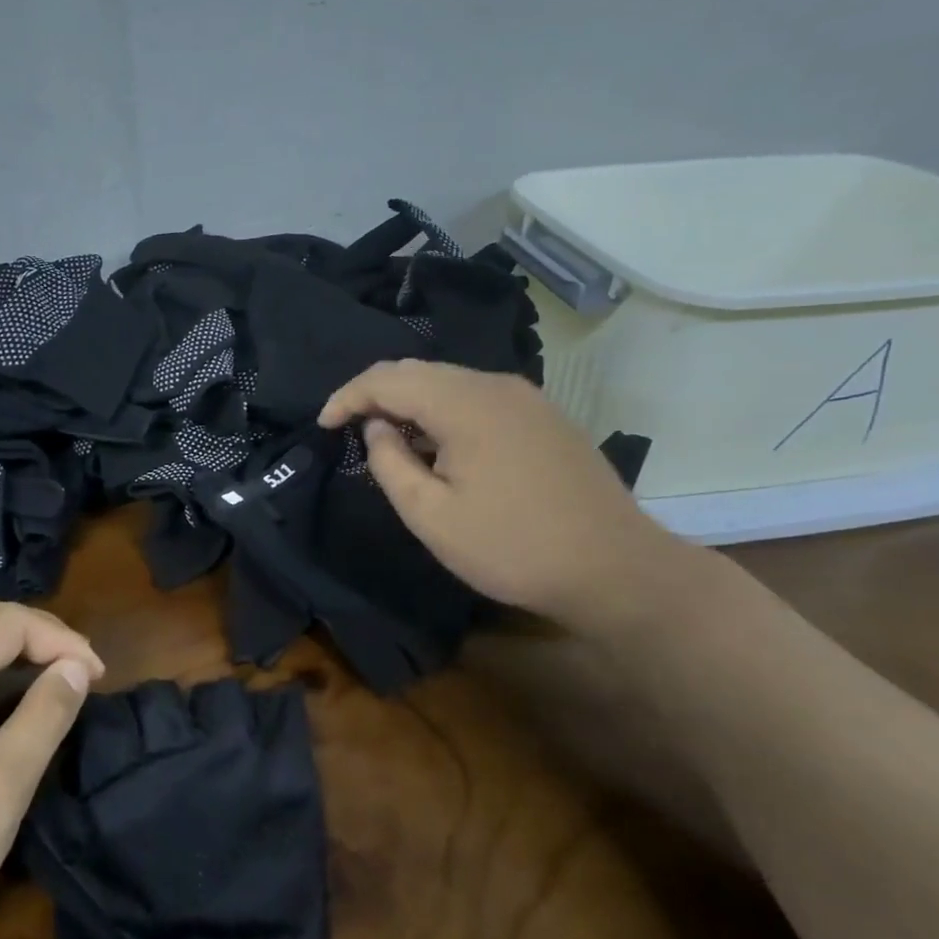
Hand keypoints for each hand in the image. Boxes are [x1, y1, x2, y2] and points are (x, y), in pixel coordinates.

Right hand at [320, 359, 684, 633]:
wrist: (615, 568)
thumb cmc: (513, 547)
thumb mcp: (432, 516)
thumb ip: (390, 464)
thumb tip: (377, 428)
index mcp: (463, 402)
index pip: (387, 379)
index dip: (347, 397)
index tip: (323, 425)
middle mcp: (495, 384)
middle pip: (417, 370)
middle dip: (375, 393)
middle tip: (347, 427)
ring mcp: (526, 397)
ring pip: (449, 381)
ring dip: (410, 401)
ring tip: (388, 437)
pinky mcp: (544, 415)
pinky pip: (477, 396)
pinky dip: (443, 410)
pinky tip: (439, 444)